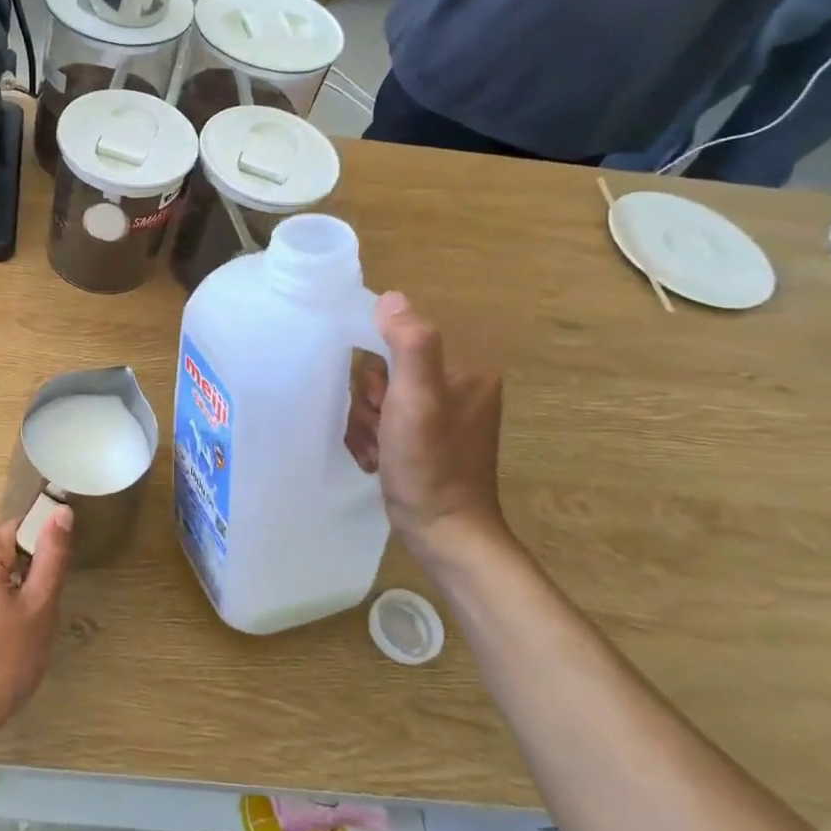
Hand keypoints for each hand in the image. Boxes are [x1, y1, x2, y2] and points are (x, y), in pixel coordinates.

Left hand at [0, 507, 74, 767]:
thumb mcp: (39, 608)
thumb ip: (52, 555)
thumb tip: (61, 510)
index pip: (22, 528)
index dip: (44, 555)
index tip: (50, 589)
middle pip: (4, 550)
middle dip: (25, 578)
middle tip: (34, 620)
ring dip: (7, 596)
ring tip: (13, 637)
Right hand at [346, 292, 506, 556]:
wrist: (442, 533)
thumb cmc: (431, 464)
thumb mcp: (418, 399)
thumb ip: (409, 344)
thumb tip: (390, 297)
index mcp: (465, 368)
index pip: (401, 338)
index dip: (377, 364)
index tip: (380, 396)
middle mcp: (454, 386)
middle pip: (383, 368)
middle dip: (370, 399)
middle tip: (382, 426)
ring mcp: (437, 414)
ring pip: (376, 396)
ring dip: (365, 422)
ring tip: (379, 448)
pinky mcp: (421, 437)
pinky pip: (380, 420)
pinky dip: (370, 438)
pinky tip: (377, 459)